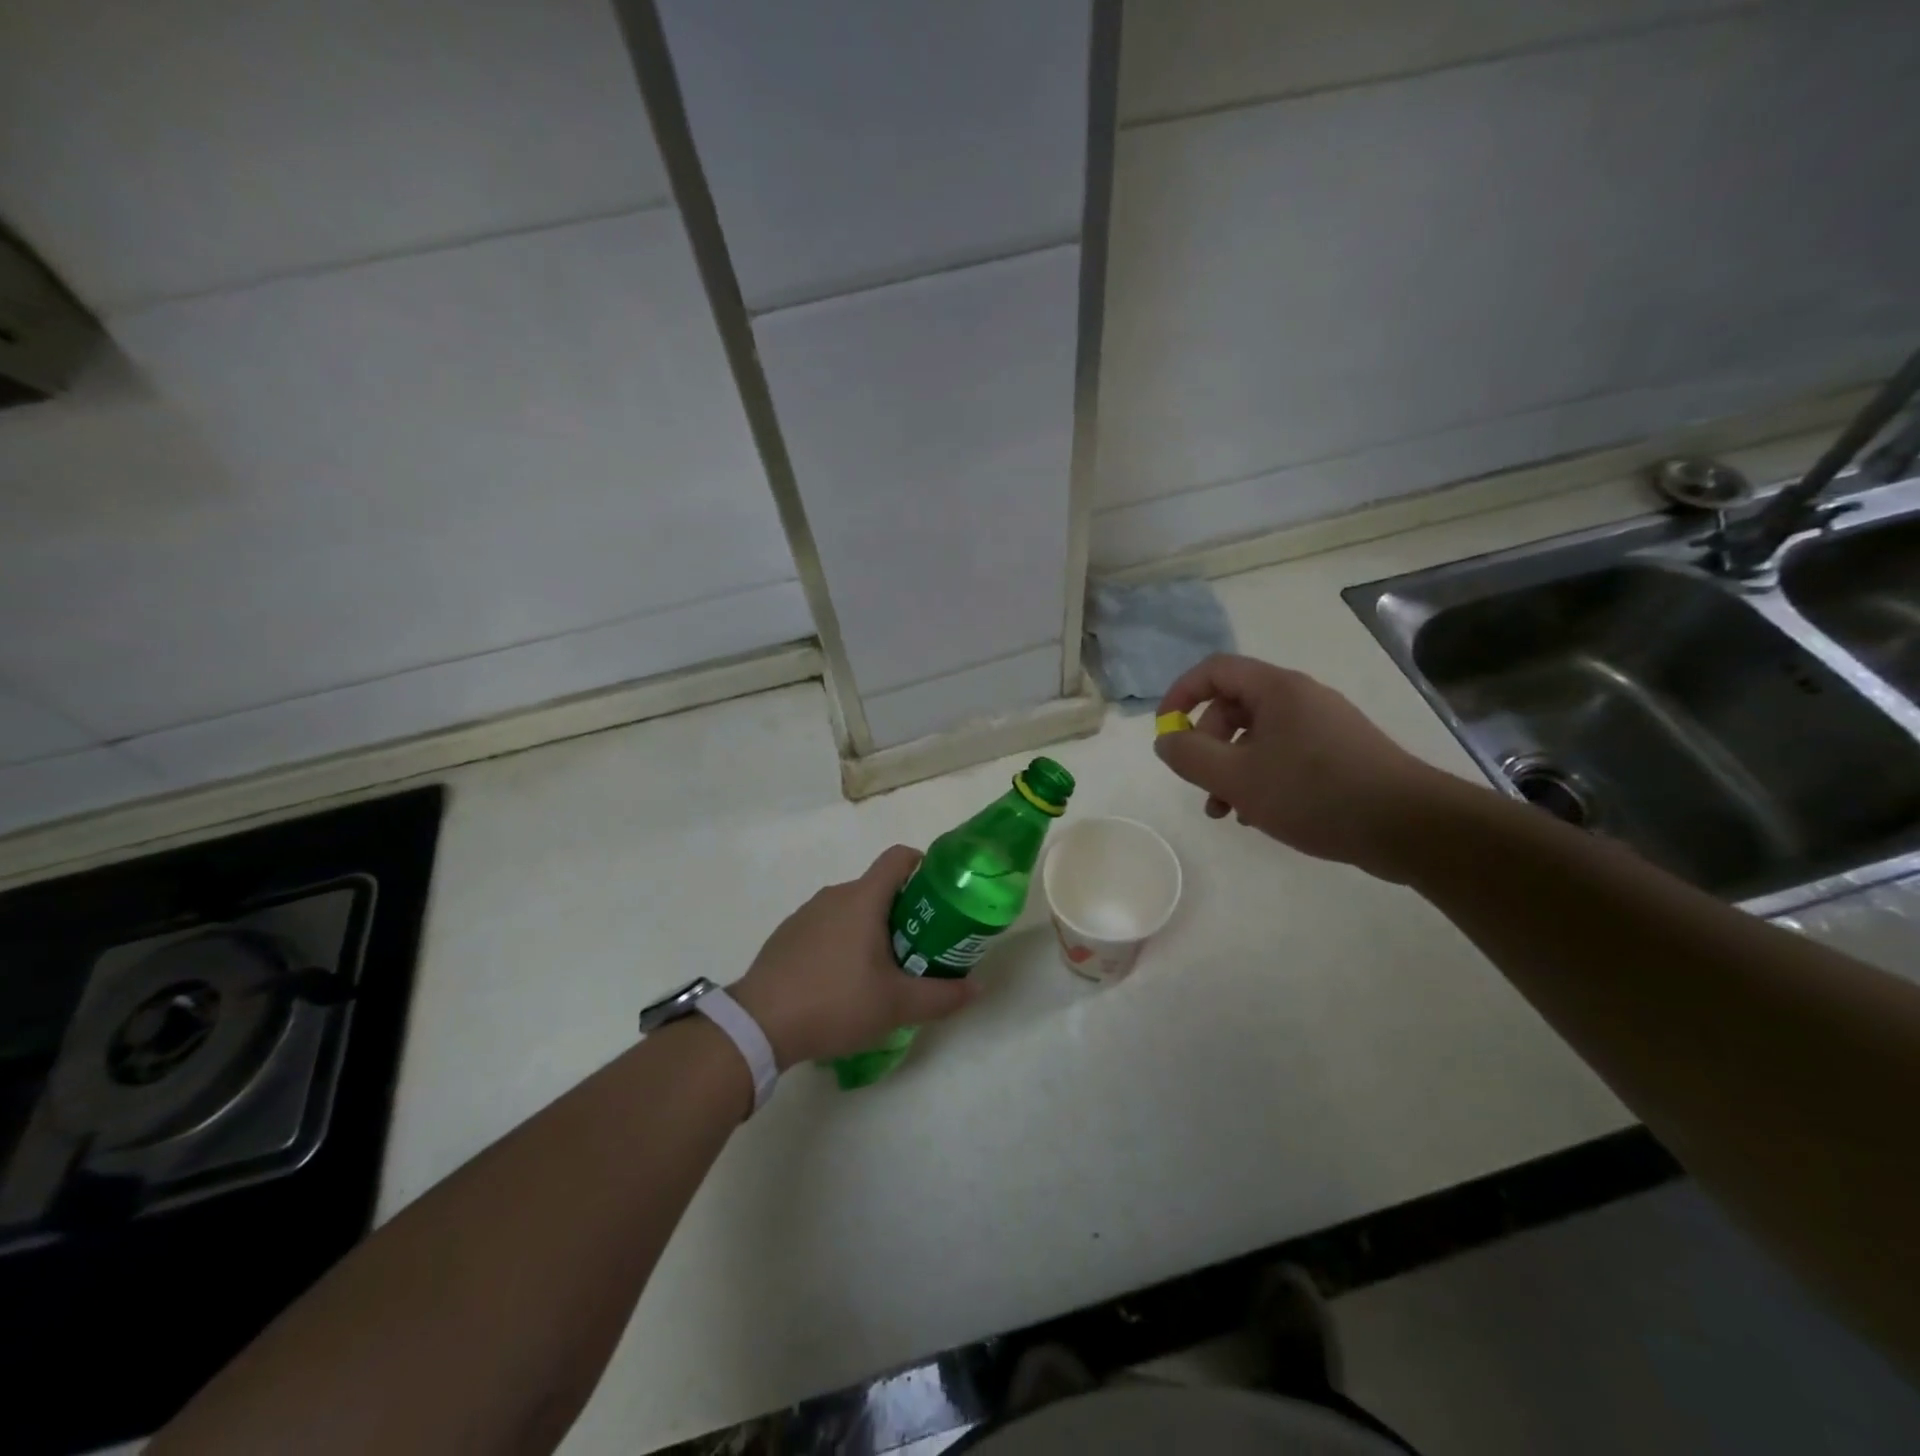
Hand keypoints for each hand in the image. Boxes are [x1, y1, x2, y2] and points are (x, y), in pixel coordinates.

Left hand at [730, 845, 978, 1067]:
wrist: (759, 1024)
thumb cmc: (836, 1001)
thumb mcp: (897, 1005)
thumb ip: (942, 995)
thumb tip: (978, 987)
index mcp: (863, 898)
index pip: (899, 858)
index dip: (924, 867)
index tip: (939, 895)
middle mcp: (835, 895)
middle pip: (879, 888)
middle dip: (904, 912)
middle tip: (920, 948)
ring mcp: (806, 914)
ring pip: (852, 909)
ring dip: (872, 929)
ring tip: (883, 972)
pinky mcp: (787, 935)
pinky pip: (827, 927)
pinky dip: (843, 943)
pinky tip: (842, 983)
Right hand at [1154, 654, 1454, 880]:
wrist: (1408, 825)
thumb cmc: (1314, 793)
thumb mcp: (1237, 777)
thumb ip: (1190, 756)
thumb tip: (1166, 740)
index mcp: (1276, 689)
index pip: (1214, 670)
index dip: (1180, 695)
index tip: (1166, 731)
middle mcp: (1300, 697)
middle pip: (1234, 705)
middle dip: (1207, 744)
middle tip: (1201, 782)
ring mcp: (1323, 725)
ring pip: (1258, 736)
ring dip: (1231, 768)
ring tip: (1227, 811)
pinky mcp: (1340, 753)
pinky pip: (1284, 754)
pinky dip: (1262, 777)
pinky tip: (1261, 815)